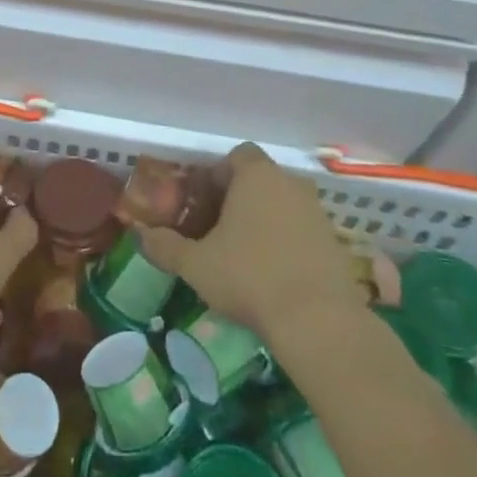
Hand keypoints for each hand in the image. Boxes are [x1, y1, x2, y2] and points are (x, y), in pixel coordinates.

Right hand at [139, 144, 360, 353]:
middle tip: (216, 232)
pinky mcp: (335, 243)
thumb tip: (140, 236)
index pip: (237, 155)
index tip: (202, 204)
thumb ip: (165, 246)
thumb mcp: (196, 264)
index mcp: (257, 176)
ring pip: (282, 205)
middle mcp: (290, 183)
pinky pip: (302, 231)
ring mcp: (317, 212)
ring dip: (263, 222)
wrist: (319, 321)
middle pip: (259, 180)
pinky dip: (286, 243)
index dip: (216, 175)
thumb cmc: (250, 277)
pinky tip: (272, 275)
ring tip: (242, 256)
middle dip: (237, 200)